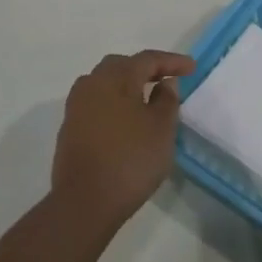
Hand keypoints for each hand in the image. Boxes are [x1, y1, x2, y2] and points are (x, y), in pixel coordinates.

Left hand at [52, 49, 195, 230]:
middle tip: (167, 79)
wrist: (84, 202)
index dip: (171, 61)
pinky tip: (125, 119)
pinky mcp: (70, 128)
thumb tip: (164, 83)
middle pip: (122, 65)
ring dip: (127, 84)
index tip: (192, 68)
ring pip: (104, 83)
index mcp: (116, 78)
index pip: (147, 59)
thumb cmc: (130, 160)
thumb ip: (167, 100)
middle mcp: (92, 84)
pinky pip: (96, 102)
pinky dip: (114, 102)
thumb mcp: (161, 129)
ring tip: (146, 97)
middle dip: (146, 68)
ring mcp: (76, 106)